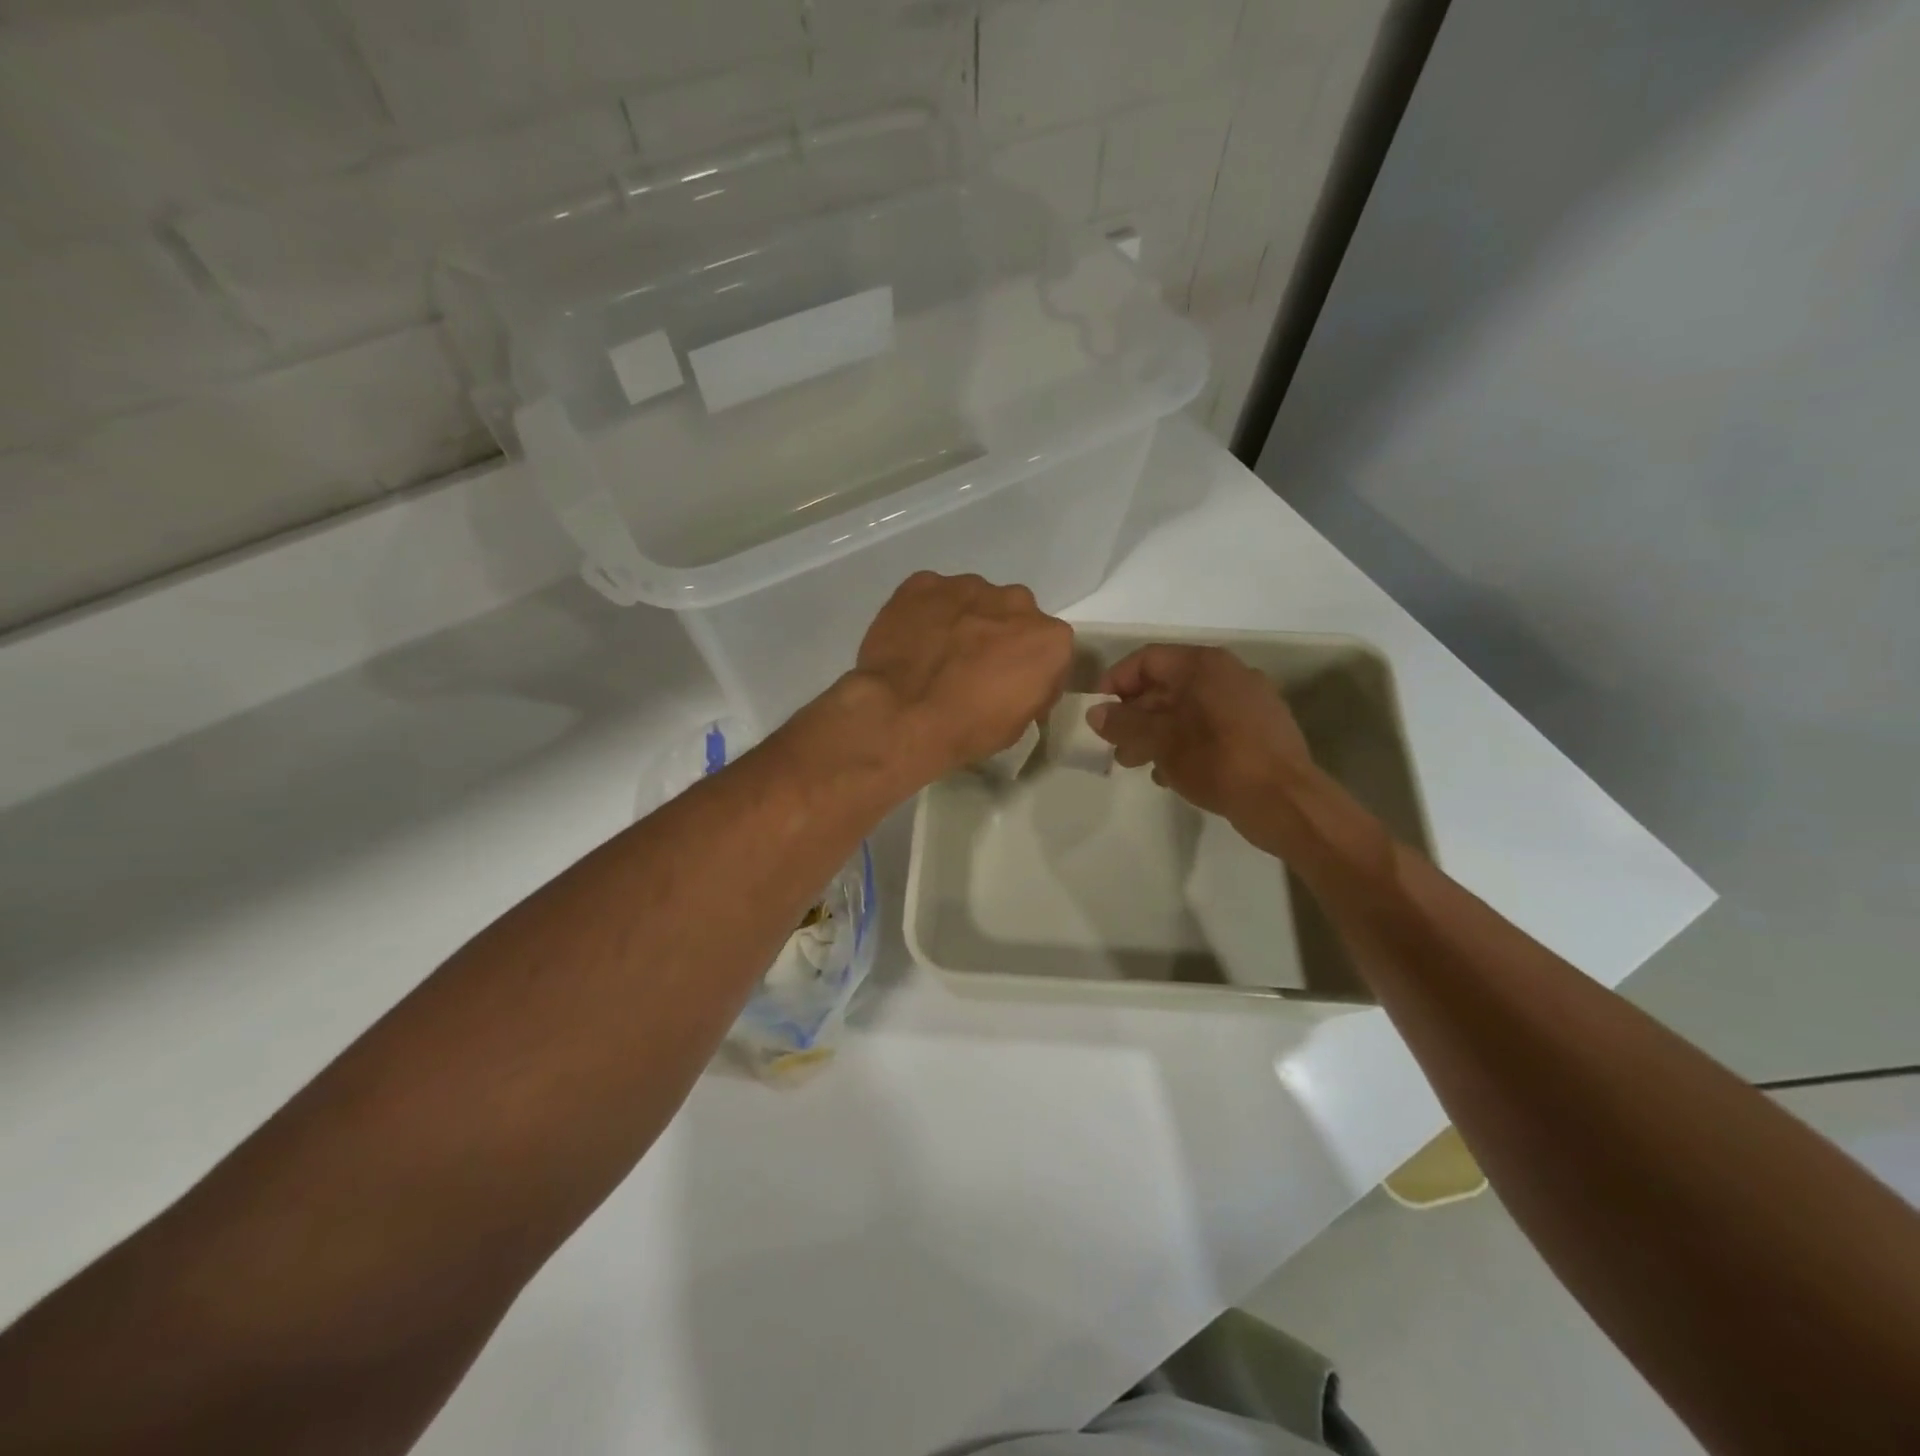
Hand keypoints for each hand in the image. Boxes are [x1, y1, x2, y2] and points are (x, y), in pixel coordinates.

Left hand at [852, 571, 1073, 780]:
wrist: (901, 715)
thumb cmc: (967, 728)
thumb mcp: (1019, 724)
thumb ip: (1031, 687)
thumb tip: (1019, 680)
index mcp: (1048, 638)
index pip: (1048, 648)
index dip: (1029, 668)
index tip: (1011, 687)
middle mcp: (1015, 601)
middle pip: (1013, 615)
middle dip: (998, 636)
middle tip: (973, 667)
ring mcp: (967, 587)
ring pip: (974, 600)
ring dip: (963, 621)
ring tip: (938, 654)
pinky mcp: (923, 583)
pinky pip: (933, 595)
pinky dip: (927, 613)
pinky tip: (913, 640)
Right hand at [1087, 645, 1317, 846]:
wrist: (1285, 800)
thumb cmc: (1216, 760)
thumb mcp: (1159, 741)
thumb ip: (1123, 723)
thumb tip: (1096, 713)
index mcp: (1204, 665)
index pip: (1147, 659)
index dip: (1116, 682)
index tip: (1099, 714)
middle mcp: (1229, 673)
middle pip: (1168, 684)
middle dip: (1135, 715)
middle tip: (1116, 746)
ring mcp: (1250, 701)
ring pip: (1189, 709)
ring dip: (1157, 733)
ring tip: (1139, 764)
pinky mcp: (1261, 730)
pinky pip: (1212, 727)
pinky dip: (1186, 742)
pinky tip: (1174, 773)